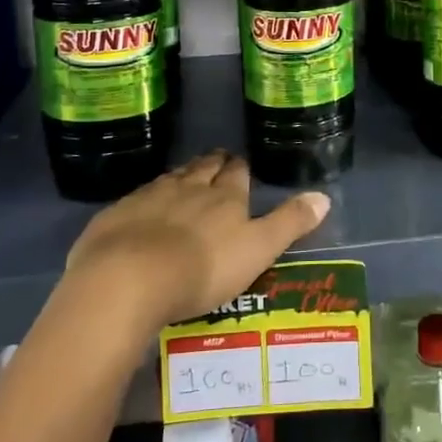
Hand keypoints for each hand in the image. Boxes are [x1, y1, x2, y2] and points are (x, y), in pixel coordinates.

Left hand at [62, 152, 330, 328]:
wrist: (128, 279)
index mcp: (225, 197)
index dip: (239, 168)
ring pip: (170, 179)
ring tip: (185, 178)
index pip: (237, 174)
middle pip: (203, 169)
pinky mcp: (117, 215)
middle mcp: (189, 188)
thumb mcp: (258, 250)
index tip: (240, 164)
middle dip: (211, 164)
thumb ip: (290, 223)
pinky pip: (136, 199)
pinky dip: (145, 200)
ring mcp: (149, 198)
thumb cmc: (203, 268)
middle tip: (216, 162)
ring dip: (180, 177)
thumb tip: (324, 196)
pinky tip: (142, 208)